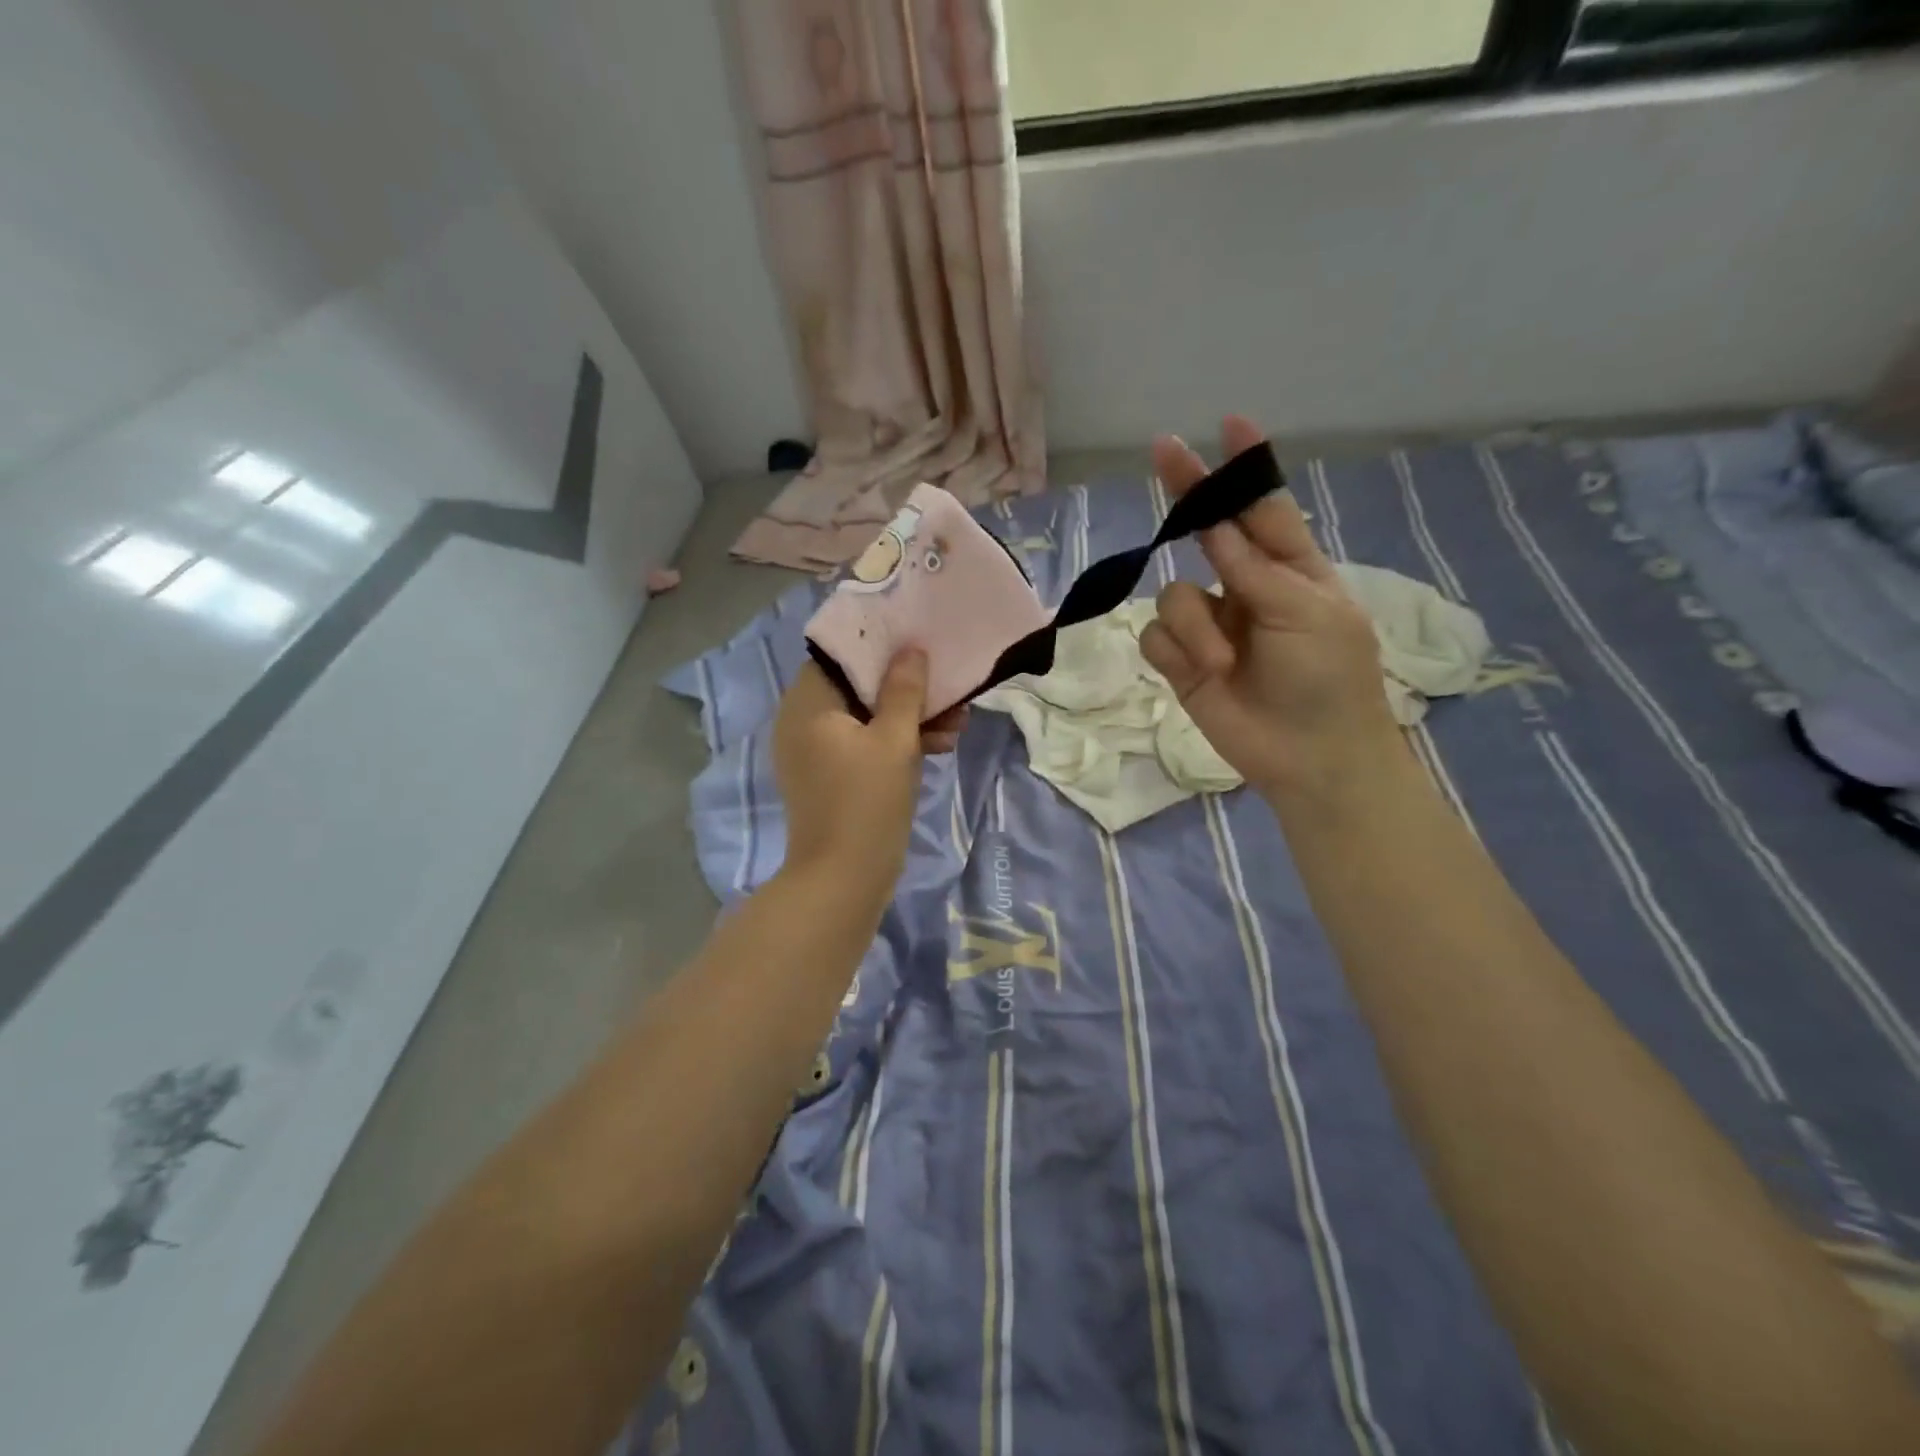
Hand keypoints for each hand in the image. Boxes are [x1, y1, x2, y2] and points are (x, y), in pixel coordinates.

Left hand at [772, 652, 966, 892]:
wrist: (843, 879)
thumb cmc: (866, 802)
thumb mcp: (895, 741)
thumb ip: (904, 691)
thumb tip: (911, 650)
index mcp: (807, 704)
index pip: (840, 656)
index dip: (880, 648)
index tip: (918, 648)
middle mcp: (802, 722)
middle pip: (856, 687)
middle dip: (905, 689)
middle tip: (947, 691)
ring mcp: (814, 752)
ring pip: (865, 718)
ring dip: (908, 718)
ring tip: (956, 722)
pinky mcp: (830, 777)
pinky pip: (862, 745)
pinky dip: (894, 744)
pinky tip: (939, 746)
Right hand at [1139, 417, 1401, 799]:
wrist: (1310, 758)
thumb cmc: (1329, 680)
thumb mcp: (1307, 614)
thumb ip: (1255, 569)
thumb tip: (1215, 526)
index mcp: (1291, 570)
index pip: (1264, 508)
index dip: (1247, 468)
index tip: (1230, 425)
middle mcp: (1245, 588)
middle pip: (1207, 532)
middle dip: (1189, 494)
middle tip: (1164, 450)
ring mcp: (1211, 625)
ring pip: (1174, 594)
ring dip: (1194, 626)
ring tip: (1221, 662)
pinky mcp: (1182, 661)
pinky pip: (1156, 636)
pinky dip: (1175, 651)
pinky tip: (1198, 671)